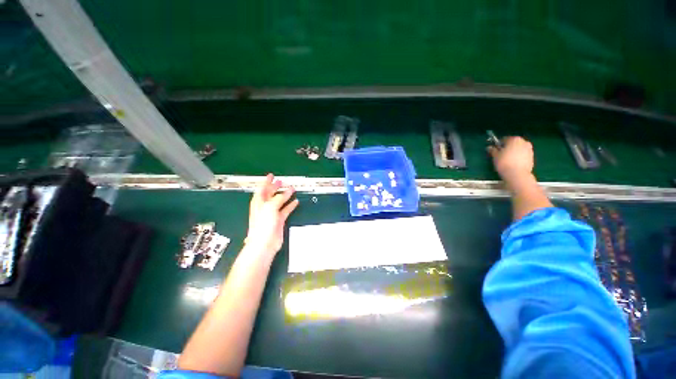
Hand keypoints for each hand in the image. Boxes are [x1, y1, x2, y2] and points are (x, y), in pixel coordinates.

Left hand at [245, 174, 298, 255]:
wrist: (264, 243)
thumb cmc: (262, 225)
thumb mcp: (270, 207)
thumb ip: (279, 198)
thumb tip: (287, 192)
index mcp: (259, 202)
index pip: (262, 188)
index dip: (266, 181)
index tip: (271, 175)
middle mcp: (264, 206)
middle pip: (271, 194)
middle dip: (276, 187)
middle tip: (282, 181)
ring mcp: (272, 213)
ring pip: (279, 201)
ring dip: (285, 195)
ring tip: (292, 189)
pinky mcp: (279, 220)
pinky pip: (285, 210)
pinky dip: (290, 205)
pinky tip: (295, 202)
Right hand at [487, 137, 533, 182]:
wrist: (517, 174)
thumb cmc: (504, 162)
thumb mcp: (495, 156)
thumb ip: (493, 150)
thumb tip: (489, 147)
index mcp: (514, 139)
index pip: (504, 139)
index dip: (499, 144)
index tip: (495, 149)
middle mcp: (524, 142)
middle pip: (513, 143)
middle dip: (508, 147)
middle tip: (501, 154)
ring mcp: (529, 149)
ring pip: (519, 149)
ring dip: (513, 152)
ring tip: (507, 159)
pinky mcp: (532, 157)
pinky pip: (523, 155)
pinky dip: (518, 157)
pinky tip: (513, 163)